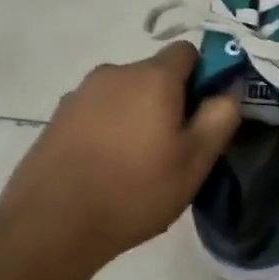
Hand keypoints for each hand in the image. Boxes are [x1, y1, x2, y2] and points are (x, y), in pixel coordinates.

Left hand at [0, 43, 240, 267]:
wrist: (48, 227)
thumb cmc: (134, 190)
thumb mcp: (195, 161)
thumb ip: (221, 117)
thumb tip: (230, 89)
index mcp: (152, 77)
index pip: (187, 52)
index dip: (202, 77)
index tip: (201, 115)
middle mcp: (115, 73)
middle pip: (154, 74)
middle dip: (168, 100)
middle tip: (172, 147)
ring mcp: (80, 94)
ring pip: (124, 94)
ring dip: (135, 115)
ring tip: (135, 163)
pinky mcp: (56, 118)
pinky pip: (96, 112)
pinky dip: (107, 129)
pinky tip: (104, 169)